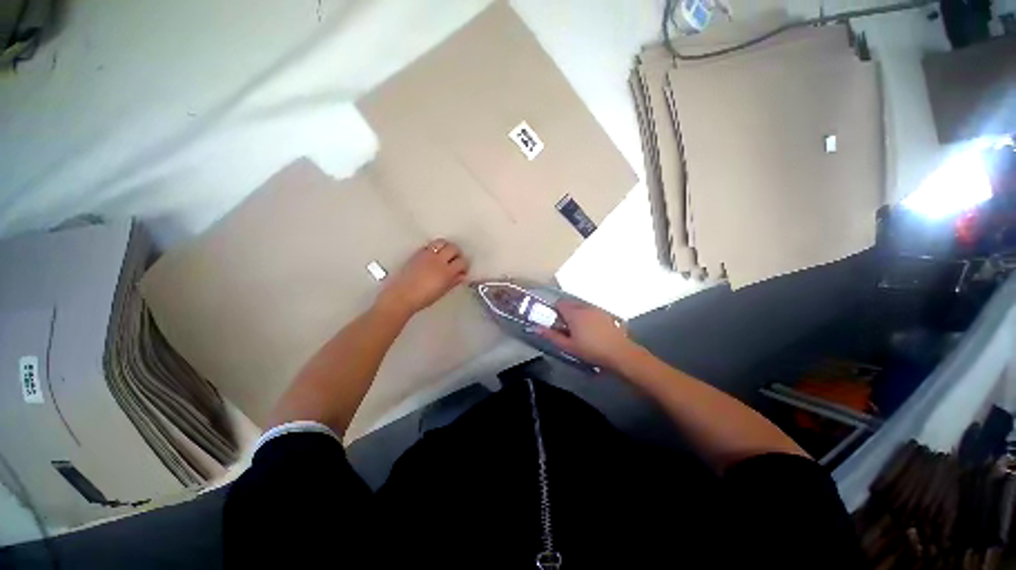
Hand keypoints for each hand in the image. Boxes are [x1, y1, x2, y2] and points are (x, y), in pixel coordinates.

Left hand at [376, 238, 467, 317]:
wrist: (401, 296)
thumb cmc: (420, 298)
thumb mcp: (442, 291)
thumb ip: (453, 281)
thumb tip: (460, 276)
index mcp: (446, 272)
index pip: (462, 262)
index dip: (464, 265)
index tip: (462, 270)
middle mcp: (438, 261)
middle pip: (453, 248)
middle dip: (457, 253)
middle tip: (456, 260)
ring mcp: (427, 255)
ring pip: (442, 242)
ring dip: (446, 247)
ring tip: (445, 255)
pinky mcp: (417, 254)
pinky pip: (430, 245)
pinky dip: (434, 248)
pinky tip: (433, 256)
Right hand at [536, 300, 638, 370]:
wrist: (619, 353)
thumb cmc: (591, 350)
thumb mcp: (568, 346)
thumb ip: (552, 336)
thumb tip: (537, 328)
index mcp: (574, 313)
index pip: (559, 303)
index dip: (555, 311)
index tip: (555, 323)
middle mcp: (585, 307)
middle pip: (570, 304)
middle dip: (565, 313)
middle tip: (566, 329)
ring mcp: (597, 310)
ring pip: (581, 307)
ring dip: (576, 315)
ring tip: (579, 331)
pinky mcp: (606, 314)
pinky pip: (591, 311)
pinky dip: (587, 317)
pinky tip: (591, 331)